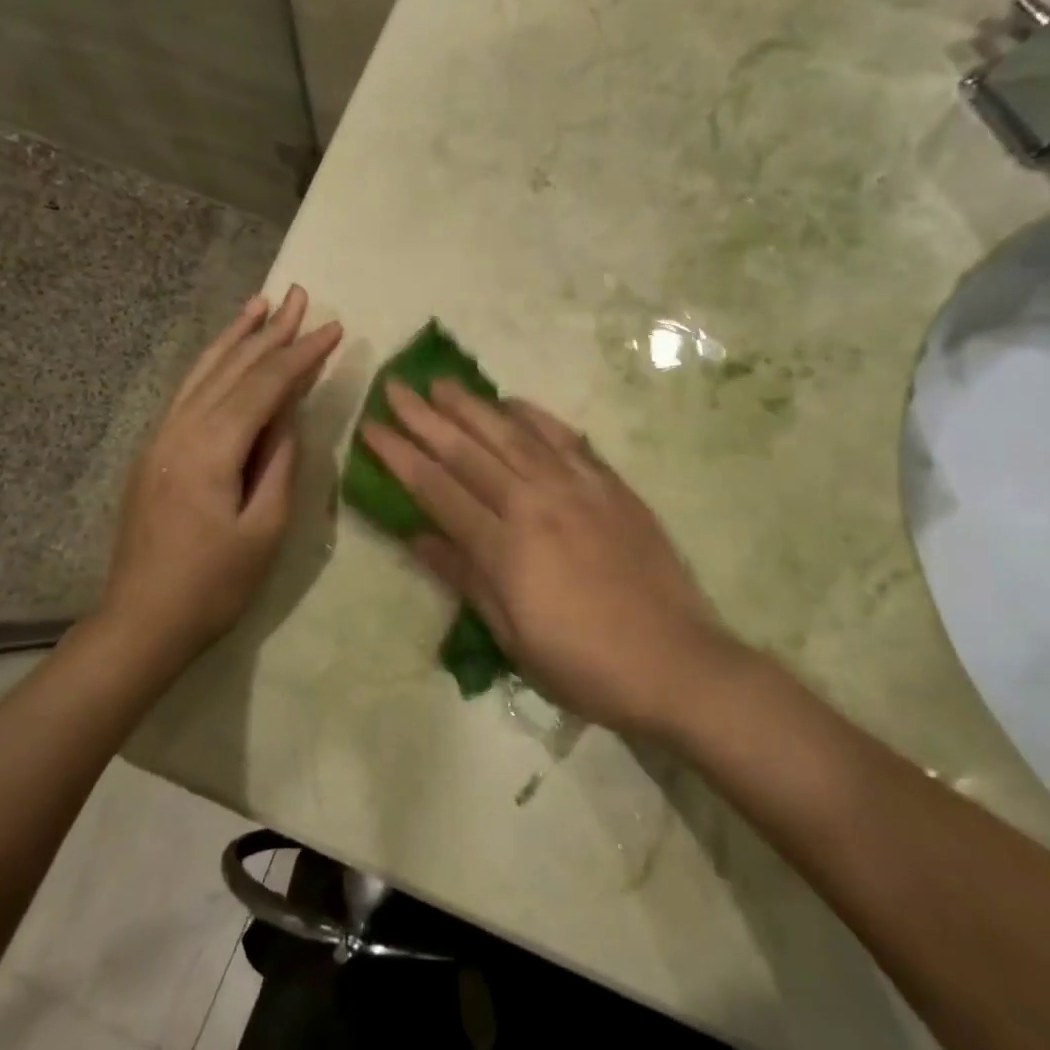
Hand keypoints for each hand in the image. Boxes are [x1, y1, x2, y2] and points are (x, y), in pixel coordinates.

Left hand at [104, 286, 341, 661]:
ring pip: (204, 372)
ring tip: (260, 304)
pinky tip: (224, 352)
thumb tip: (290, 414)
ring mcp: (161, 436)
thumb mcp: (264, 530)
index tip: (334, 327)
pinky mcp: (155, 449)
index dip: (302, 355)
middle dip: (271, 331)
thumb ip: (280, 464)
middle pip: (233, 368)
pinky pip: (188, 391)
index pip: (265, 386)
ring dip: (236, 336)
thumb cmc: (213, 585)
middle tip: (301, 296)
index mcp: (211, 448)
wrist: (141, 621)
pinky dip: (211, 363)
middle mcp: (181, 428)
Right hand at [360, 381, 740, 736]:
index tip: (371, 428)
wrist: (677, 663)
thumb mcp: (513, 636)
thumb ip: (465, 577)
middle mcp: (535, 505)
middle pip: (468, 452)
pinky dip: (537, 418)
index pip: (437, 489)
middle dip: (425, 418)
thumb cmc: (585, 665)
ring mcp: (577, 490)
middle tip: (396, 387)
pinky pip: (568, 441)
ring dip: (473, 407)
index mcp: (505, 548)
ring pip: (513, 436)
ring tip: (442, 383)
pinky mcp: (611, 487)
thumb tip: (417, 536)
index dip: (400, 456)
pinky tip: (514, 403)